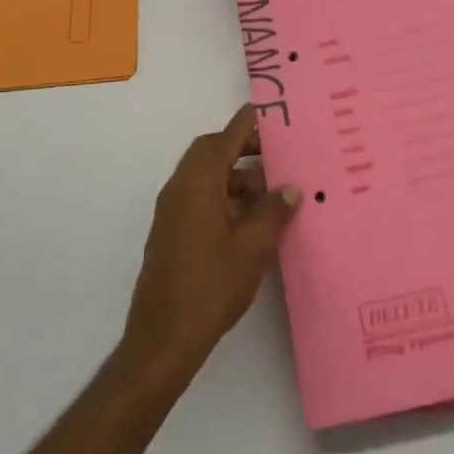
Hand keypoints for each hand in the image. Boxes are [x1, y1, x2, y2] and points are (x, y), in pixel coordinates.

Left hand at [123, 104, 300, 374]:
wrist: (163, 339)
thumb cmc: (211, 286)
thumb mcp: (253, 247)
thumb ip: (274, 211)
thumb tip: (291, 187)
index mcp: (198, 182)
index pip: (226, 136)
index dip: (250, 123)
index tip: (276, 114)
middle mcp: (180, 187)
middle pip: (213, 151)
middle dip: (245, 149)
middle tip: (279, 158)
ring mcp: (172, 210)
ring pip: (207, 176)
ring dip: (237, 177)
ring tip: (272, 197)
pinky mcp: (172, 232)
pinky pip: (200, 197)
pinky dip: (225, 196)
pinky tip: (251, 222)